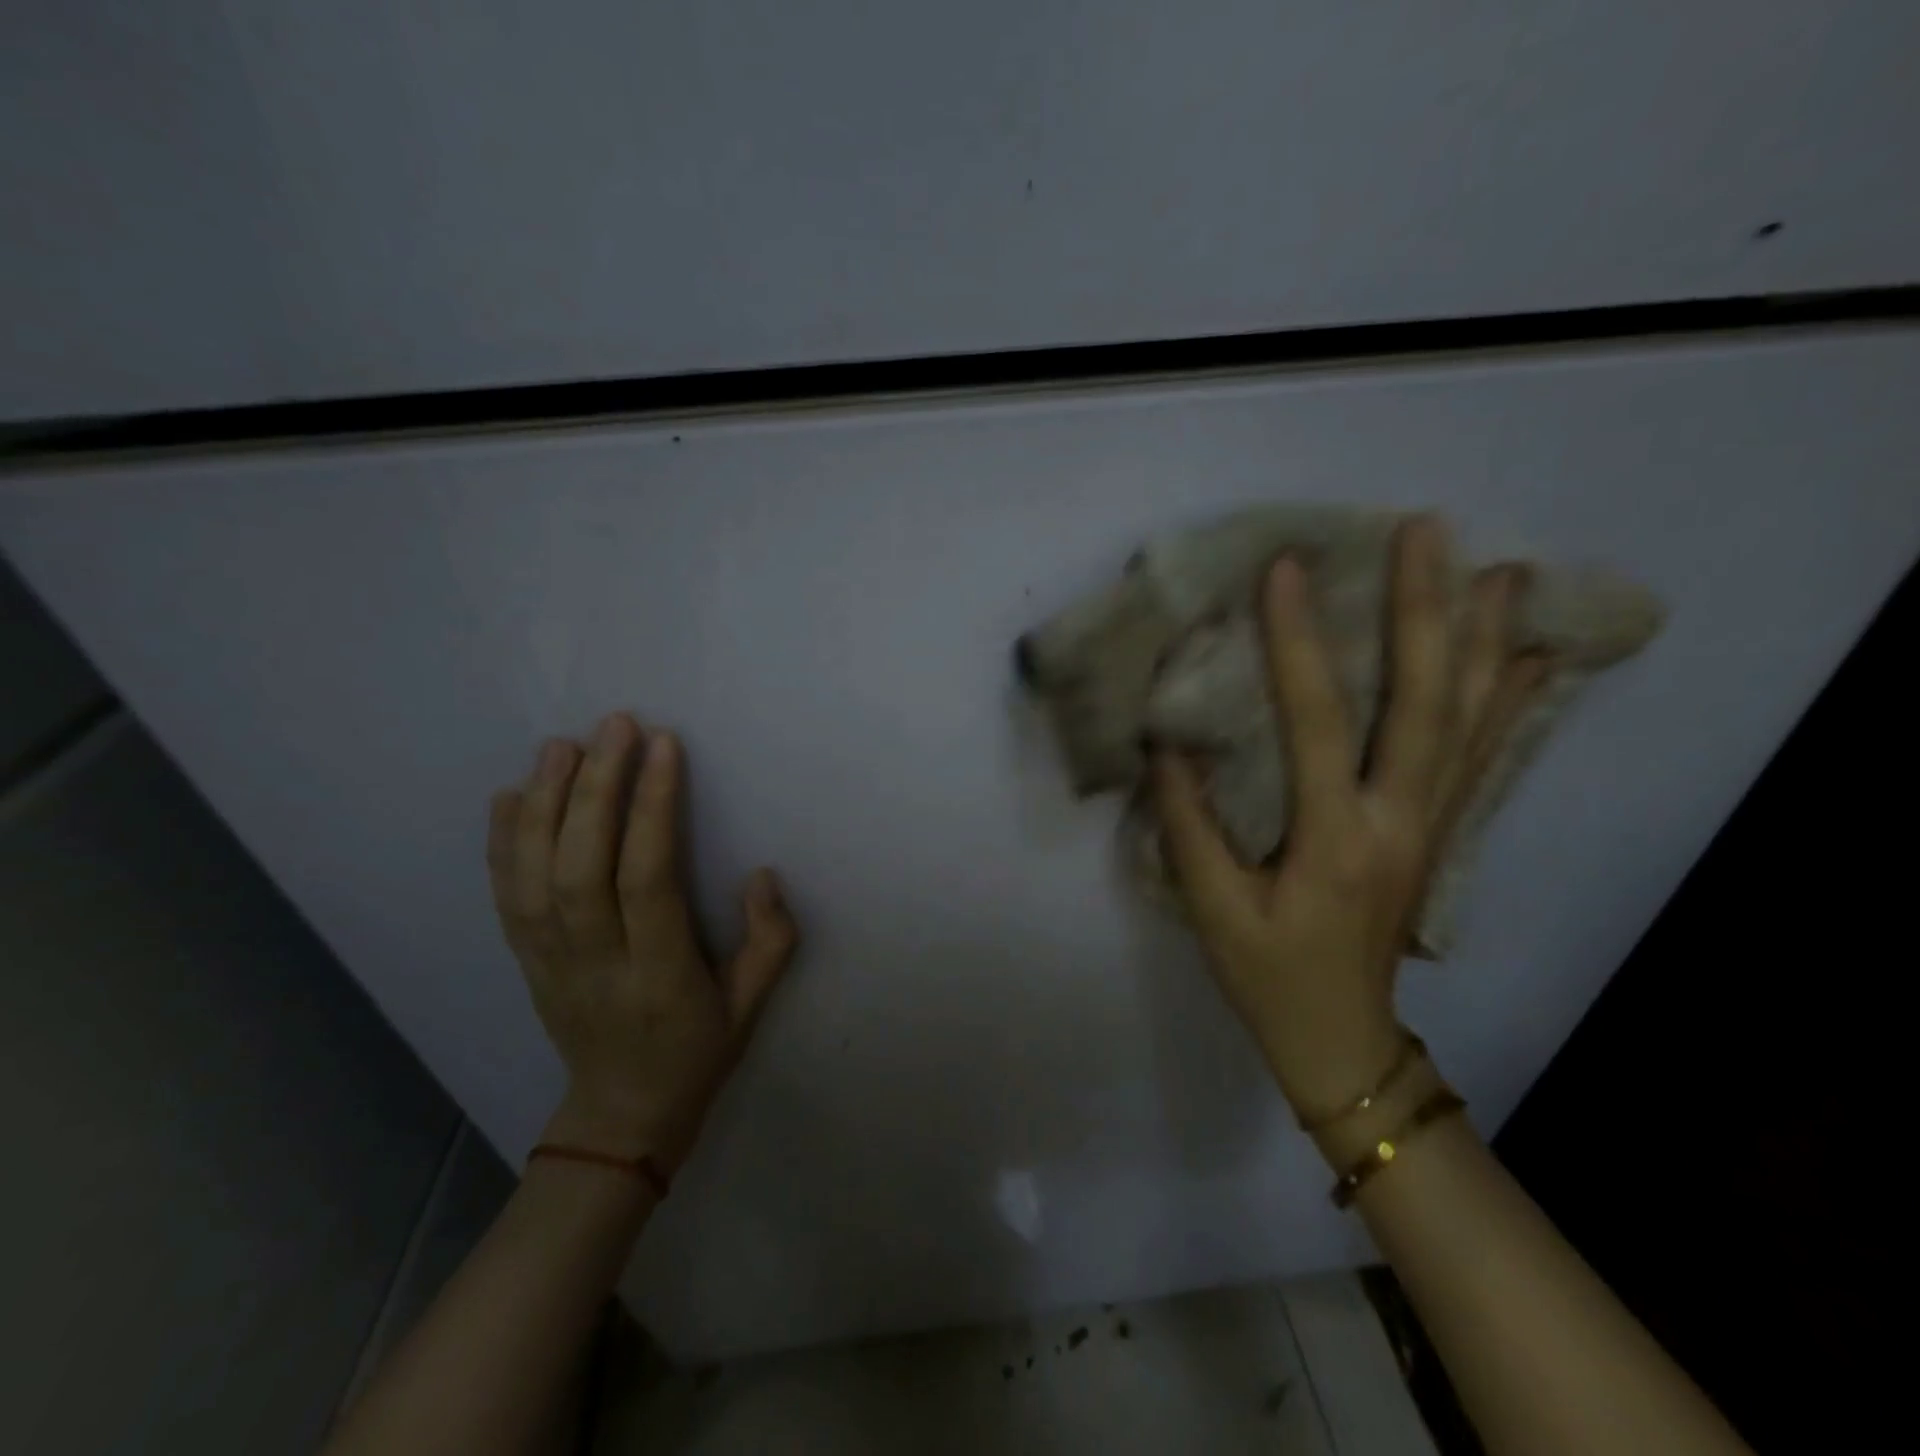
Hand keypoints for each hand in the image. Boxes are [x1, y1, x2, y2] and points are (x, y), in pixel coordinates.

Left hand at [487, 713, 798, 1170]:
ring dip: (544, 805)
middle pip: (581, 867)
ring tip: (561, 745)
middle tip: (613, 726)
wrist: (622, 1116)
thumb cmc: (699, 1051)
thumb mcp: (753, 1005)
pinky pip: (506, 898)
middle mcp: (595, 964)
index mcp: (659, 975)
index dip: (653, 809)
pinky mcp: (526, 962)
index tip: (664, 746)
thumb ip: (770, 940)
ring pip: (534, 876)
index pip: (647, 879)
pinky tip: (510, 796)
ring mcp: (550, 964)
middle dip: (595, 789)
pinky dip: (501, 843)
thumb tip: (761, 874)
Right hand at [1150, 517, 1547, 1116]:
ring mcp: (1432, 825)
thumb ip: (1189, 823)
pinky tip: (1529, 656)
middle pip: (1425, 703)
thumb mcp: (1211, 908)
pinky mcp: (1440, 832)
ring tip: (1502, 569)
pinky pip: (1482, 754)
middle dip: (1423, 610)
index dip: (1298, 644)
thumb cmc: (1267, 975)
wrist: (1342, 1038)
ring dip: (1484, 640)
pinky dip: (1509, 699)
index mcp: (1335, 840)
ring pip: (1469, 720)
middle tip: (1425, 531)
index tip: (1286, 570)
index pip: (1317, 724)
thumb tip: (1169, 744)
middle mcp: (1400, 820)